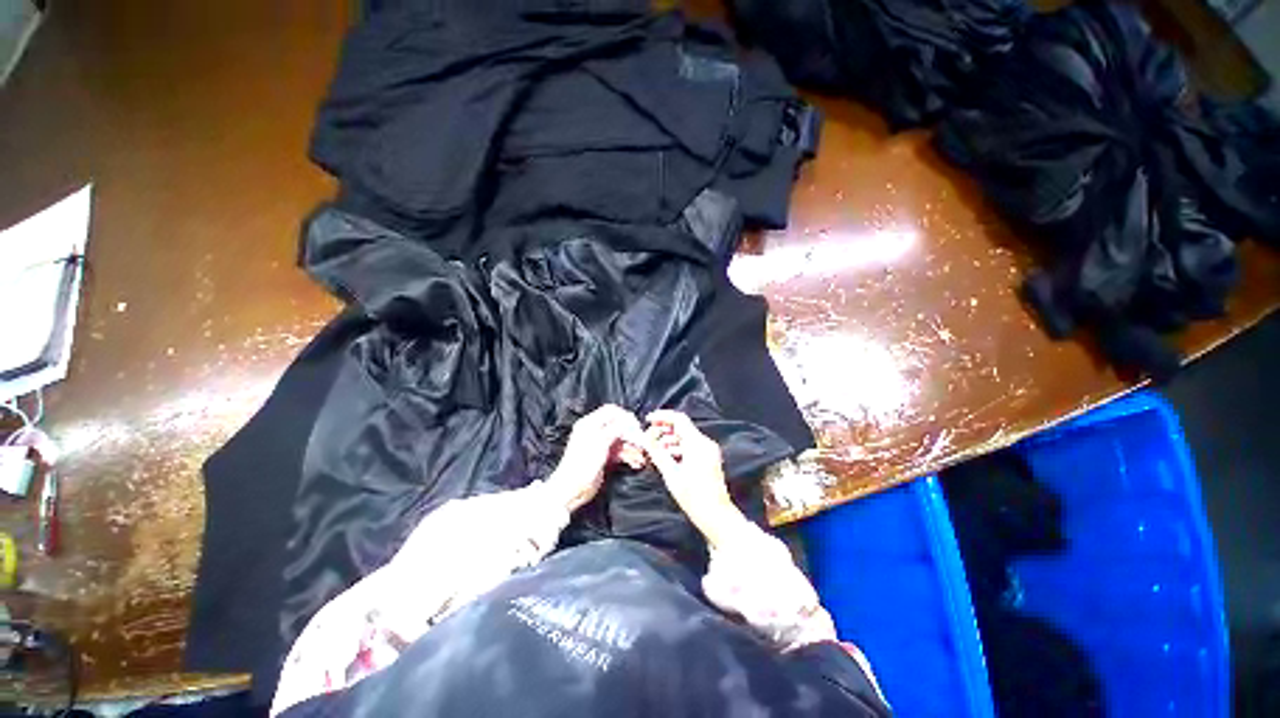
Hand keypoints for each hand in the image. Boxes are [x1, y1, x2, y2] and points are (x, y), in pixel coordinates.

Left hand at [547, 404, 645, 511]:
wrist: (572, 489)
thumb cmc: (583, 463)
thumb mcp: (601, 442)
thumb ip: (616, 428)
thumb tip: (629, 420)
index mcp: (590, 423)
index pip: (611, 411)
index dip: (625, 416)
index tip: (636, 426)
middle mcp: (595, 431)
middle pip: (618, 426)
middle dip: (631, 434)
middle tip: (642, 443)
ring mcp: (600, 444)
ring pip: (621, 440)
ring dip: (632, 447)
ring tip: (641, 456)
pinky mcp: (604, 457)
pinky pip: (619, 452)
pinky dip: (628, 456)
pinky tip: (636, 462)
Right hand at [642, 410, 749, 548]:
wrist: (716, 515)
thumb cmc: (694, 497)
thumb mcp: (671, 475)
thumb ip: (657, 453)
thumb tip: (645, 439)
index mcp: (697, 443)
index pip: (679, 419)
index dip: (662, 416)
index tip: (647, 420)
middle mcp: (705, 443)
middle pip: (682, 427)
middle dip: (663, 429)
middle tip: (648, 437)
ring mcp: (708, 450)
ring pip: (685, 436)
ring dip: (669, 439)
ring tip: (654, 448)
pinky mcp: (708, 458)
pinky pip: (691, 445)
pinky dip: (677, 447)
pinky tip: (666, 456)